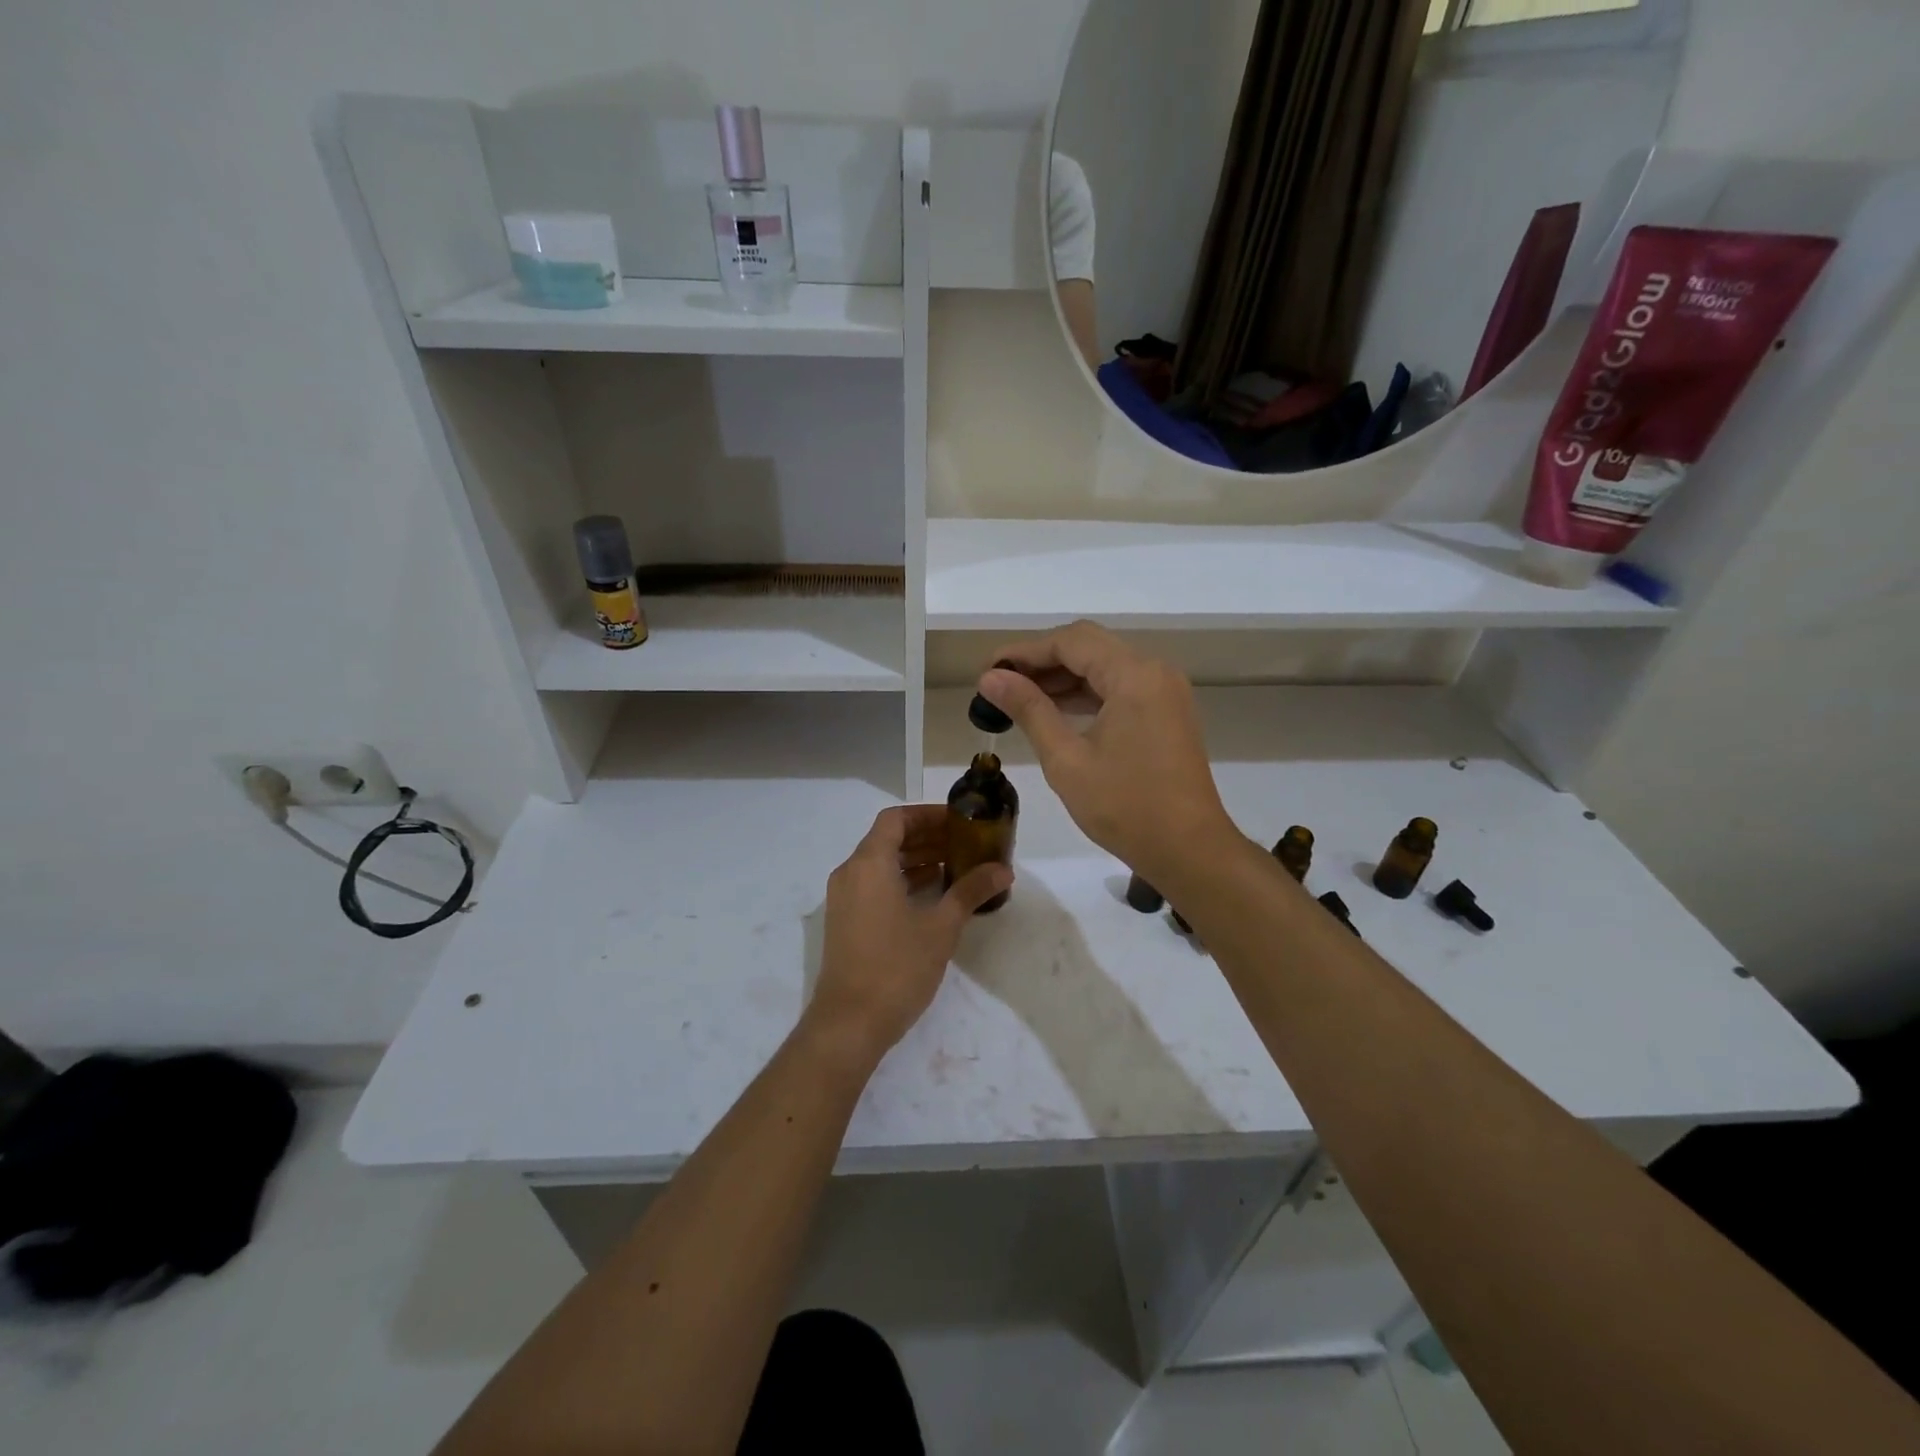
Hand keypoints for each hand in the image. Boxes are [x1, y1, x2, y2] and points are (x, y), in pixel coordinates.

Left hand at [805, 805, 1011, 1063]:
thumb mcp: (941, 927)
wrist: (849, 1023)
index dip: (927, 815)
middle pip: (888, 839)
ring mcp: (843, 899)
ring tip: (954, 867)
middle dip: (926, 837)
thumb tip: (1003, 870)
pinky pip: (874, 885)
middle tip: (964, 844)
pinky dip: (901, 880)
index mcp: (869, 863)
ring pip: (881, 863)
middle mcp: (850, 873)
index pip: (896, 819)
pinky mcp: (845, 921)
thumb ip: (971, 891)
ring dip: (915, 860)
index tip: (959, 822)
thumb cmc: (897, 966)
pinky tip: (932, 896)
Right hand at [978, 621, 1234, 884]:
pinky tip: (1055, 711)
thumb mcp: (1066, 759)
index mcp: (1134, 675)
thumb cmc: (1125, 807)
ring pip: (1105, 666)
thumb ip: (1029, 710)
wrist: (1189, 850)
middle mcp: (1154, 671)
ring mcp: (1165, 691)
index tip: (987, 670)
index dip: (1023, 651)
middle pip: (1089, 647)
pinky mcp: (1167, 712)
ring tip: (1018, 698)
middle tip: (999, 683)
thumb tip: (991, 678)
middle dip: (1041, 661)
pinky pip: (1120, 687)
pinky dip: (1087, 693)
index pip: (1070, 642)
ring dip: (1063, 677)